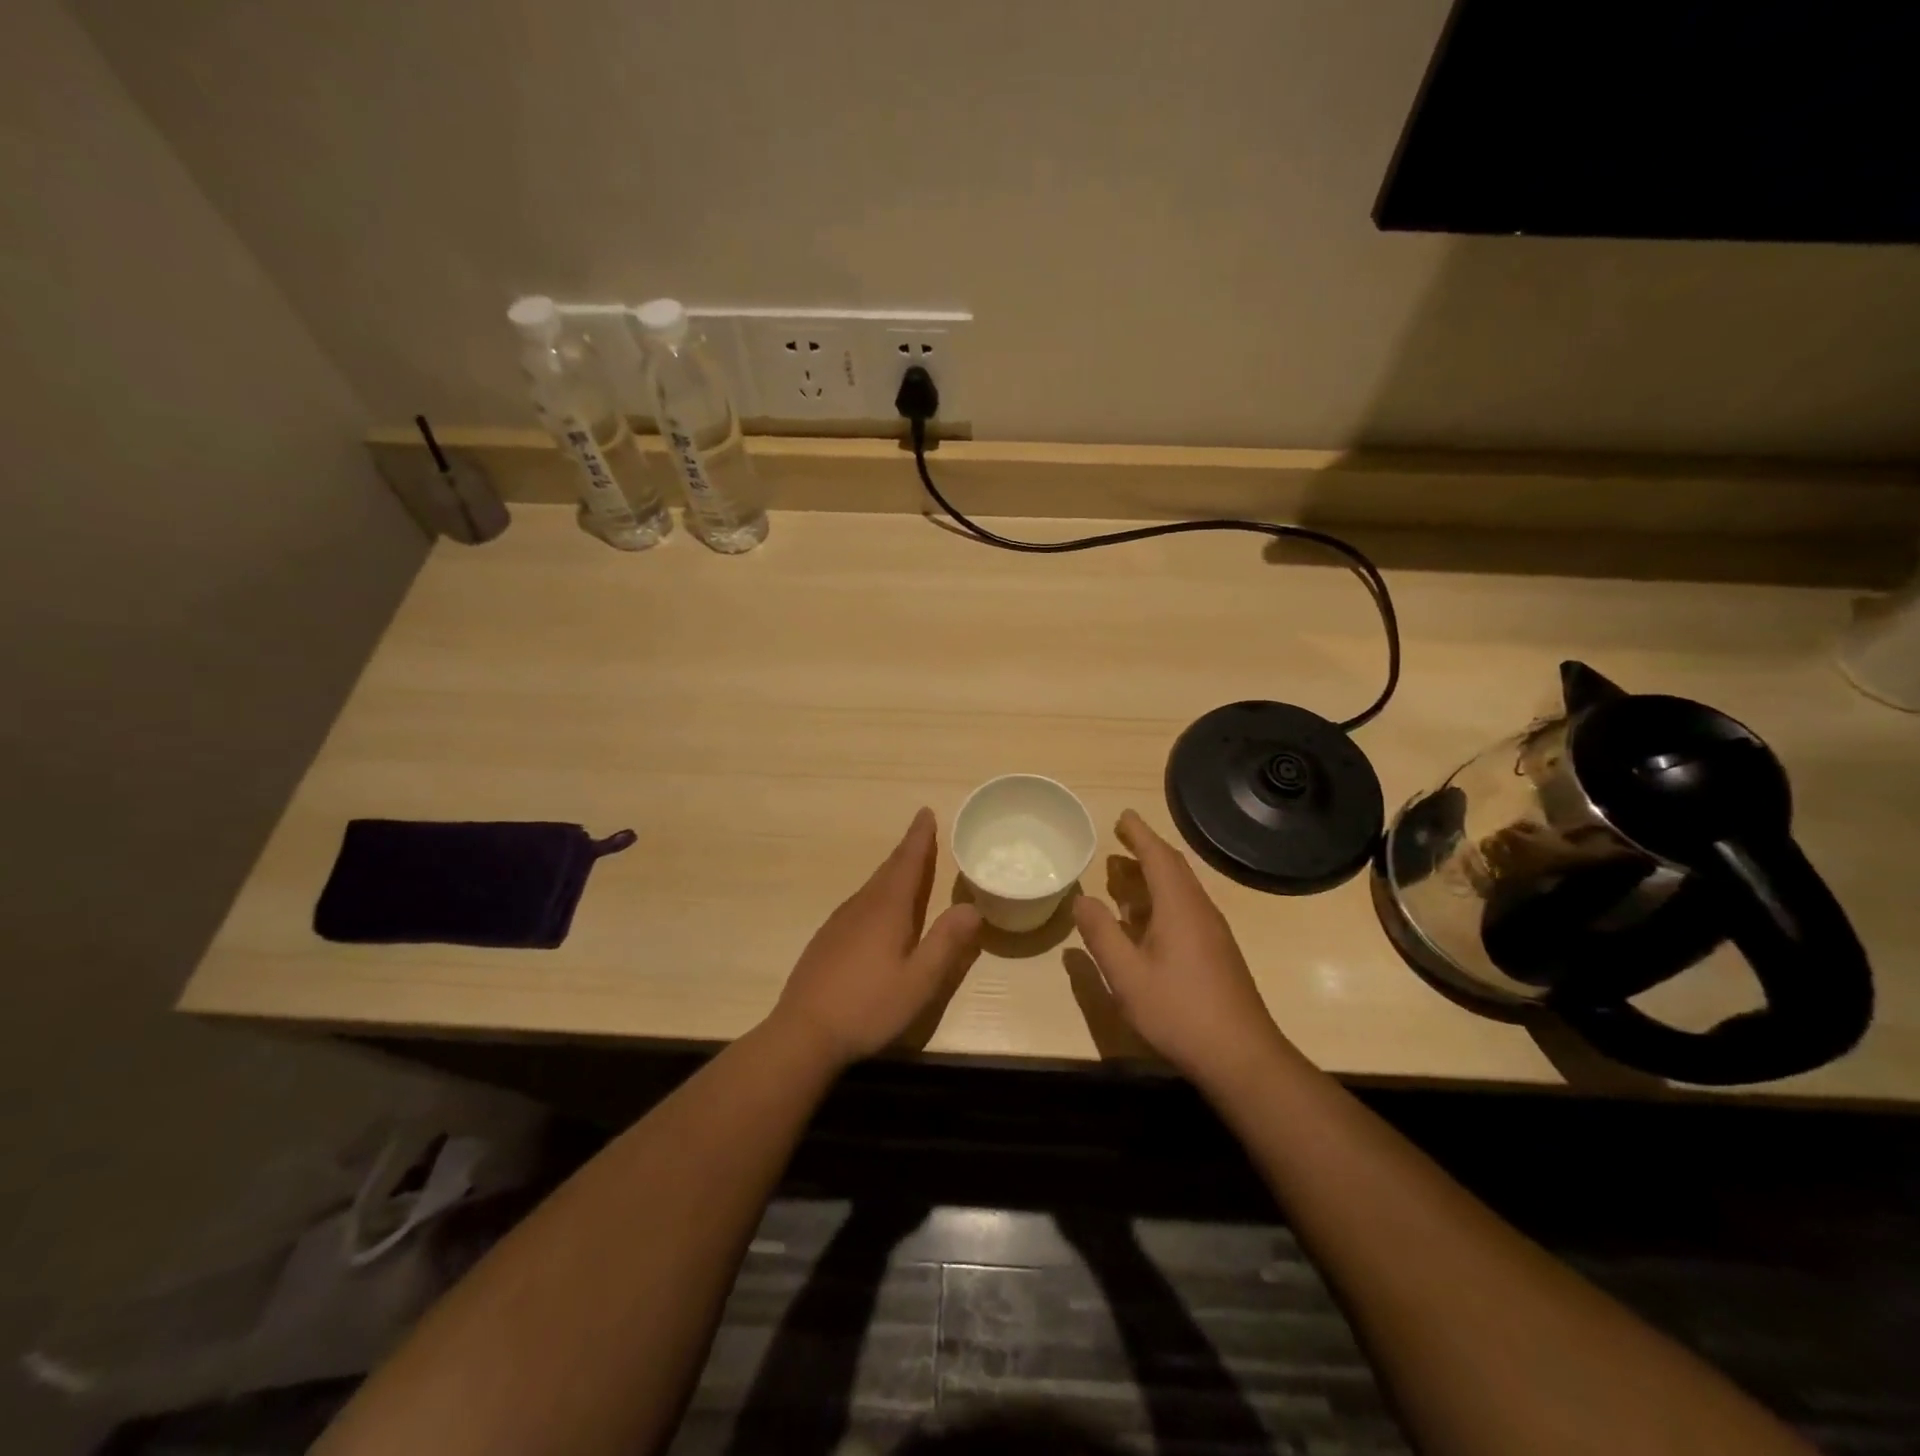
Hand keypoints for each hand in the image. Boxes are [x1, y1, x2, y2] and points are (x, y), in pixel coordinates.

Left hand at [768, 808, 982, 1069]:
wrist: (802, 1033)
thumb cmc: (868, 1007)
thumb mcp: (919, 981)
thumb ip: (946, 943)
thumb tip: (971, 907)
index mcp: (887, 910)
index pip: (908, 862)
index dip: (919, 838)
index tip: (926, 813)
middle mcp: (862, 906)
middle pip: (888, 870)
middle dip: (908, 851)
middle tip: (922, 833)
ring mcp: (839, 922)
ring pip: (872, 887)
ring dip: (892, 872)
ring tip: (907, 868)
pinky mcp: (826, 940)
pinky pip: (859, 904)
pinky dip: (877, 895)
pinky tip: (878, 913)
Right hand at [1072, 810, 1289, 1084]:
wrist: (1242, 1056)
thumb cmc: (1179, 1011)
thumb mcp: (1127, 975)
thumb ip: (1101, 934)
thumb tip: (1081, 899)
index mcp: (1179, 906)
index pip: (1158, 856)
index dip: (1139, 833)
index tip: (1121, 816)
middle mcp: (1199, 910)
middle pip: (1173, 868)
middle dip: (1145, 849)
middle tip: (1118, 839)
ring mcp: (1212, 932)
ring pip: (1180, 890)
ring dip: (1152, 876)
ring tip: (1122, 876)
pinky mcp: (1216, 952)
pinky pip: (1185, 909)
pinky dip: (1160, 900)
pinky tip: (1143, 922)